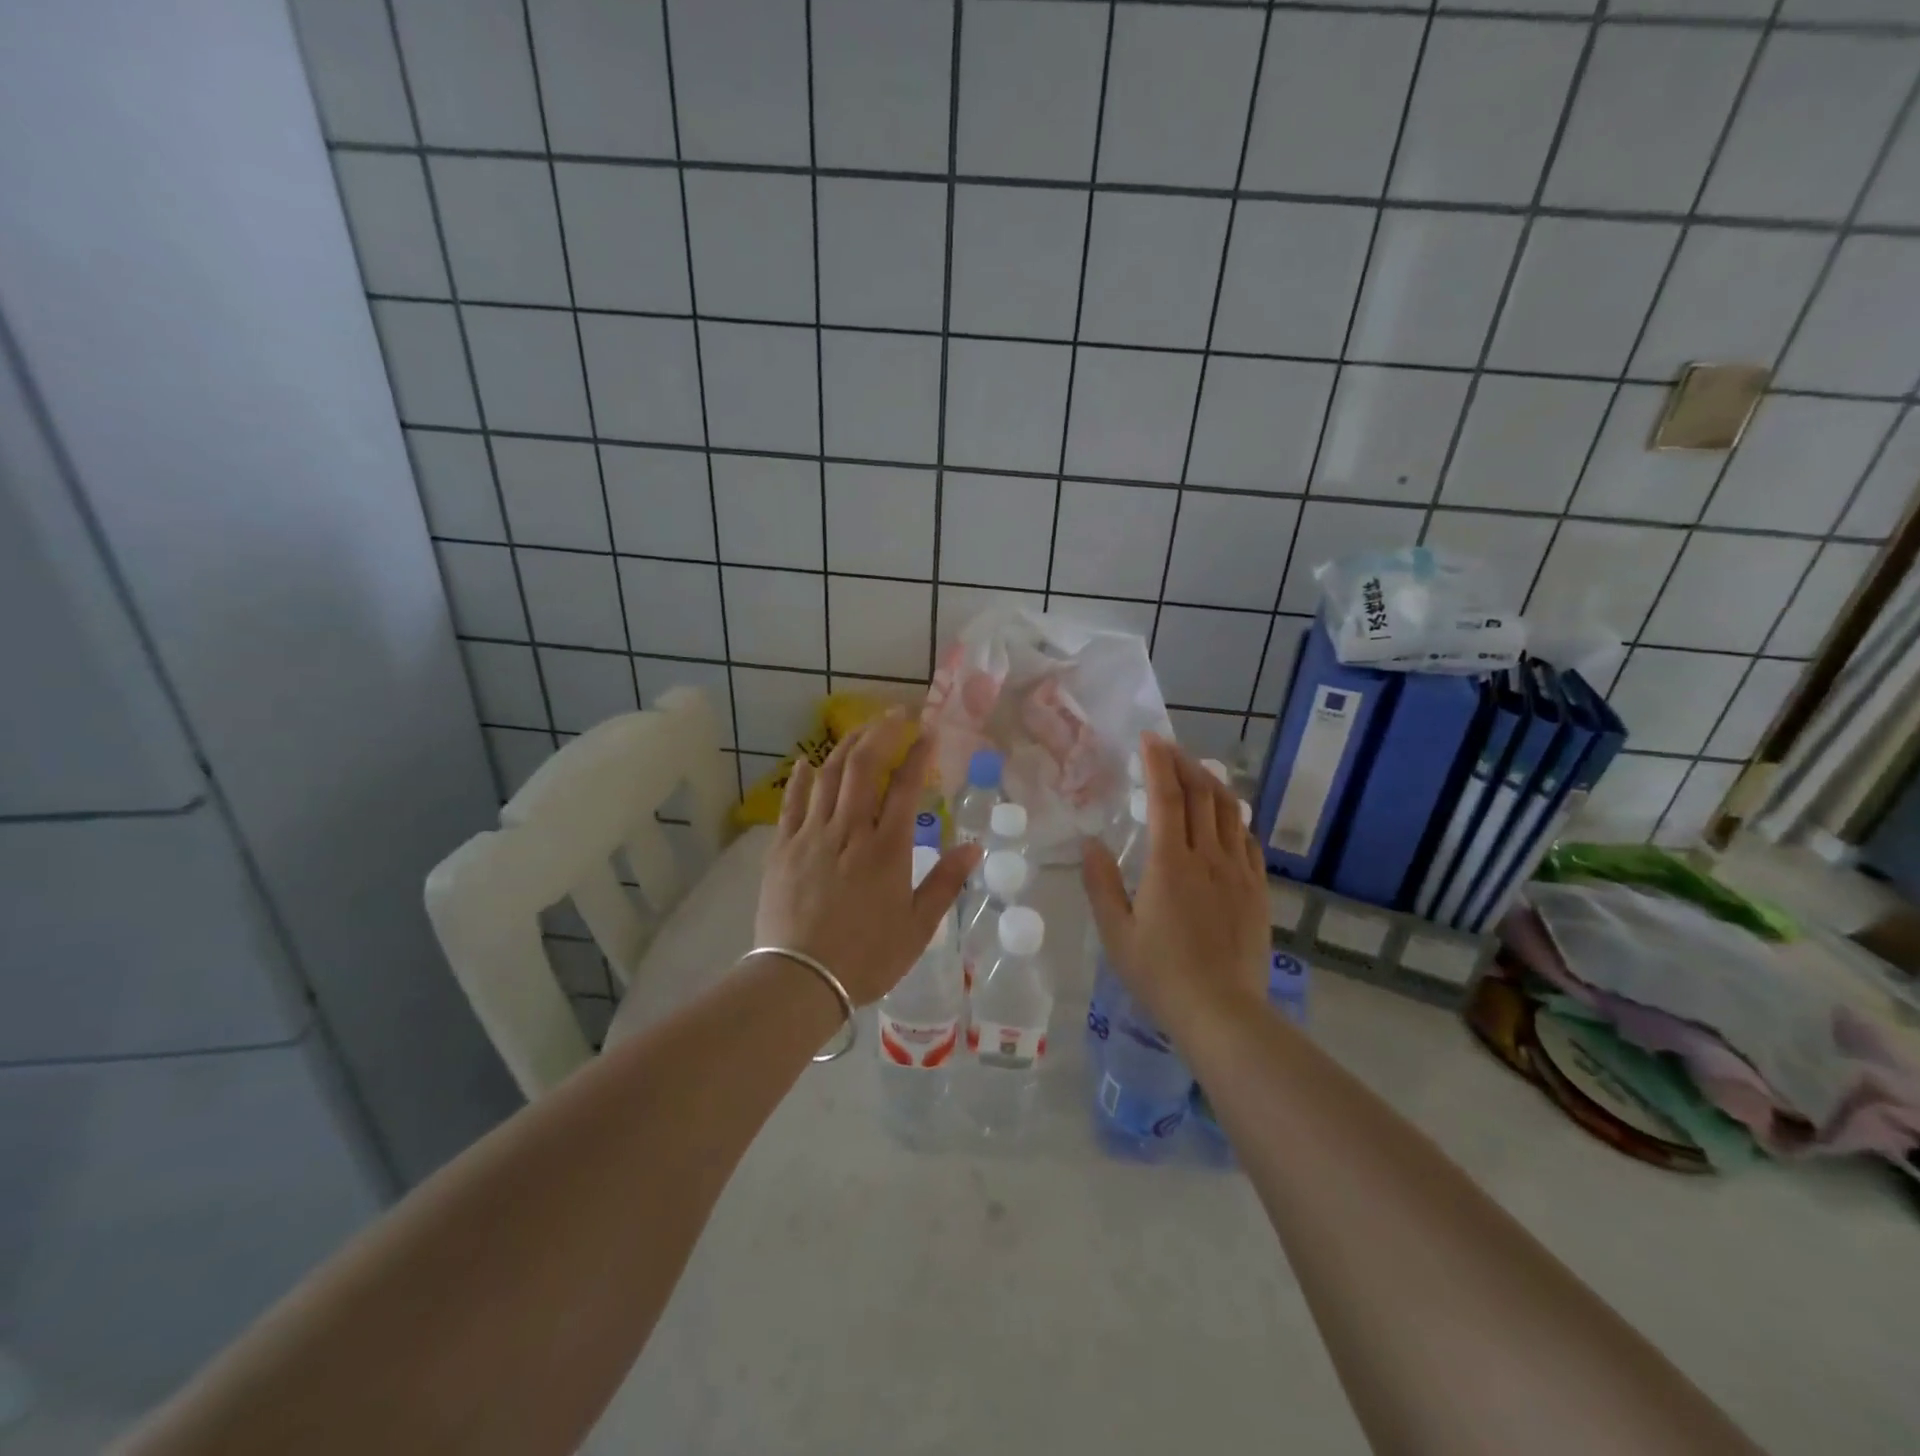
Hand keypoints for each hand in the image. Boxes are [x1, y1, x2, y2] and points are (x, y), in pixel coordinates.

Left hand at [754, 708, 980, 1005]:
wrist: (799, 979)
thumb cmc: (866, 956)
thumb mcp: (918, 927)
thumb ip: (946, 883)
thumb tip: (974, 847)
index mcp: (887, 849)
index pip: (906, 787)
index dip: (919, 754)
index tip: (929, 731)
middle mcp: (850, 830)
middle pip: (864, 766)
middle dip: (882, 732)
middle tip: (897, 713)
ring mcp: (812, 835)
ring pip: (830, 775)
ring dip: (848, 745)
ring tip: (862, 728)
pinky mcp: (783, 847)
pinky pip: (792, 802)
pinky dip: (801, 778)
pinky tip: (807, 762)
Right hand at [1082, 734, 1268, 1029]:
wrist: (1222, 1012)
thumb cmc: (1160, 973)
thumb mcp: (1116, 932)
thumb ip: (1101, 883)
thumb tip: (1090, 843)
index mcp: (1170, 863)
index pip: (1167, 796)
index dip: (1158, 763)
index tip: (1149, 739)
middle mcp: (1208, 857)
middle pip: (1203, 794)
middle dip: (1185, 763)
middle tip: (1168, 749)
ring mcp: (1239, 871)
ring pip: (1231, 811)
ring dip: (1212, 784)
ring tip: (1196, 773)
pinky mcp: (1258, 889)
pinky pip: (1248, 840)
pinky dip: (1234, 818)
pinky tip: (1225, 820)